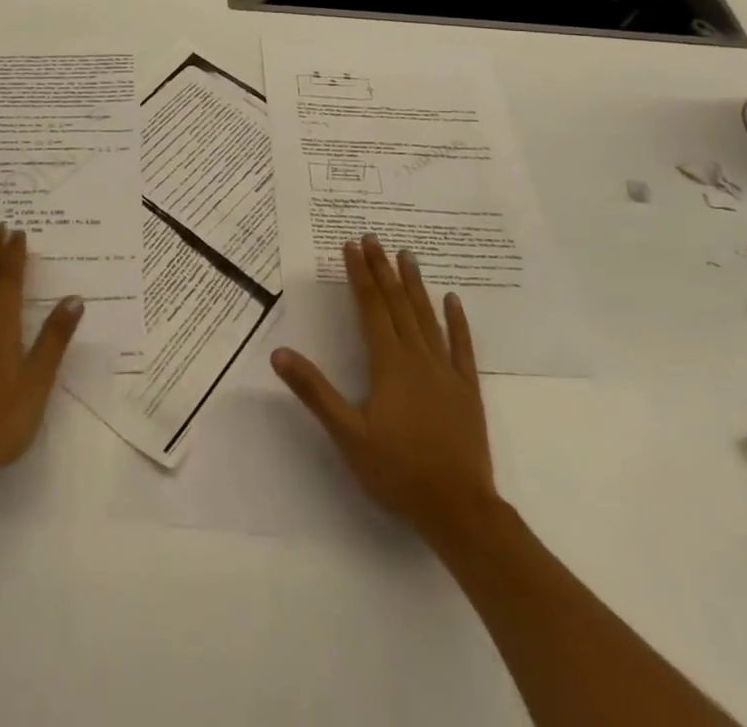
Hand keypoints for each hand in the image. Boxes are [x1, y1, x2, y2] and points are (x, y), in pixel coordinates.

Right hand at [272, 236, 498, 544]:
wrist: (459, 509)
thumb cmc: (397, 471)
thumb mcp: (347, 434)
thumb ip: (315, 391)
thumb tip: (279, 353)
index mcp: (388, 364)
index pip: (370, 308)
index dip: (359, 275)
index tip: (351, 245)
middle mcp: (417, 358)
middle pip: (398, 304)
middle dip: (383, 269)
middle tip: (373, 238)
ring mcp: (446, 372)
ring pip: (427, 318)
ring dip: (415, 285)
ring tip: (407, 255)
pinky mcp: (467, 390)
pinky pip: (462, 347)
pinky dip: (457, 322)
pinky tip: (453, 300)